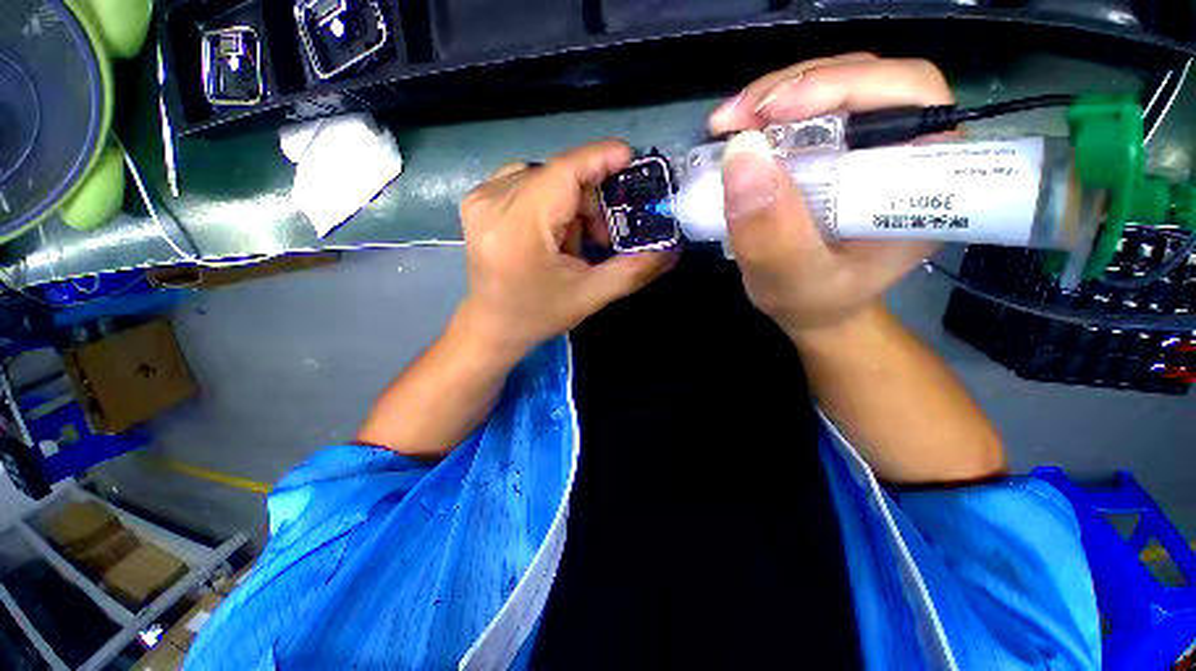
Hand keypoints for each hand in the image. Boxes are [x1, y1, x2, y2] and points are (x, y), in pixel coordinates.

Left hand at [457, 139, 676, 358]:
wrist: (492, 326)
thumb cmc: (539, 315)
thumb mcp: (591, 296)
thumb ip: (634, 270)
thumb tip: (672, 248)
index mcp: (519, 227)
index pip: (565, 172)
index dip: (601, 158)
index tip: (633, 161)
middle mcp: (493, 202)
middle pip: (559, 174)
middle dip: (590, 199)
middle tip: (602, 237)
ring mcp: (480, 197)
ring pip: (545, 177)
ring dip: (571, 203)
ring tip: (573, 243)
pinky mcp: (477, 199)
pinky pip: (528, 182)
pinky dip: (550, 202)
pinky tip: (551, 233)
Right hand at [707, 54, 952, 335]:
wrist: (816, 309)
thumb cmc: (814, 302)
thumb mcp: (790, 281)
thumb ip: (771, 233)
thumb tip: (742, 154)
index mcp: (922, 181)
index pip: (909, 98)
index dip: (843, 86)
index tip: (771, 113)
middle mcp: (906, 149)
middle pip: (866, 81)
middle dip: (794, 88)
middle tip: (734, 119)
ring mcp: (871, 146)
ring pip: (833, 90)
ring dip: (775, 99)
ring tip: (729, 126)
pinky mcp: (840, 151)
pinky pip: (809, 114)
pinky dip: (769, 118)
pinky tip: (740, 137)